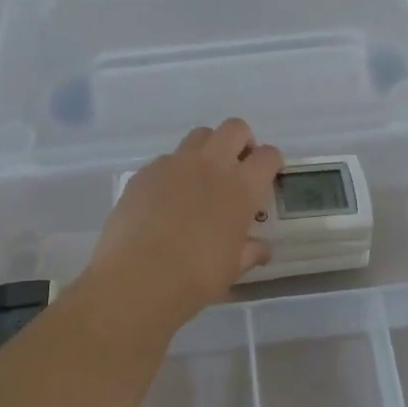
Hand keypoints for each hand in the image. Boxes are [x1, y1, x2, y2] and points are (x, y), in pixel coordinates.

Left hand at [86, 119, 283, 332]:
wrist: (136, 279)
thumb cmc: (195, 278)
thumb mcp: (232, 269)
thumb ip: (250, 251)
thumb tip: (260, 247)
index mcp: (241, 188)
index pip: (268, 155)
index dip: (270, 162)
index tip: (266, 175)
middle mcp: (211, 165)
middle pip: (234, 128)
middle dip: (241, 141)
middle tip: (236, 166)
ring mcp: (175, 164)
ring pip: (199, 135)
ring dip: (207, 149)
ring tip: (201, 178)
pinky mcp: (145, 171)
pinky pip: (167, 160)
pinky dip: (173, 171)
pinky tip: (165, 199)